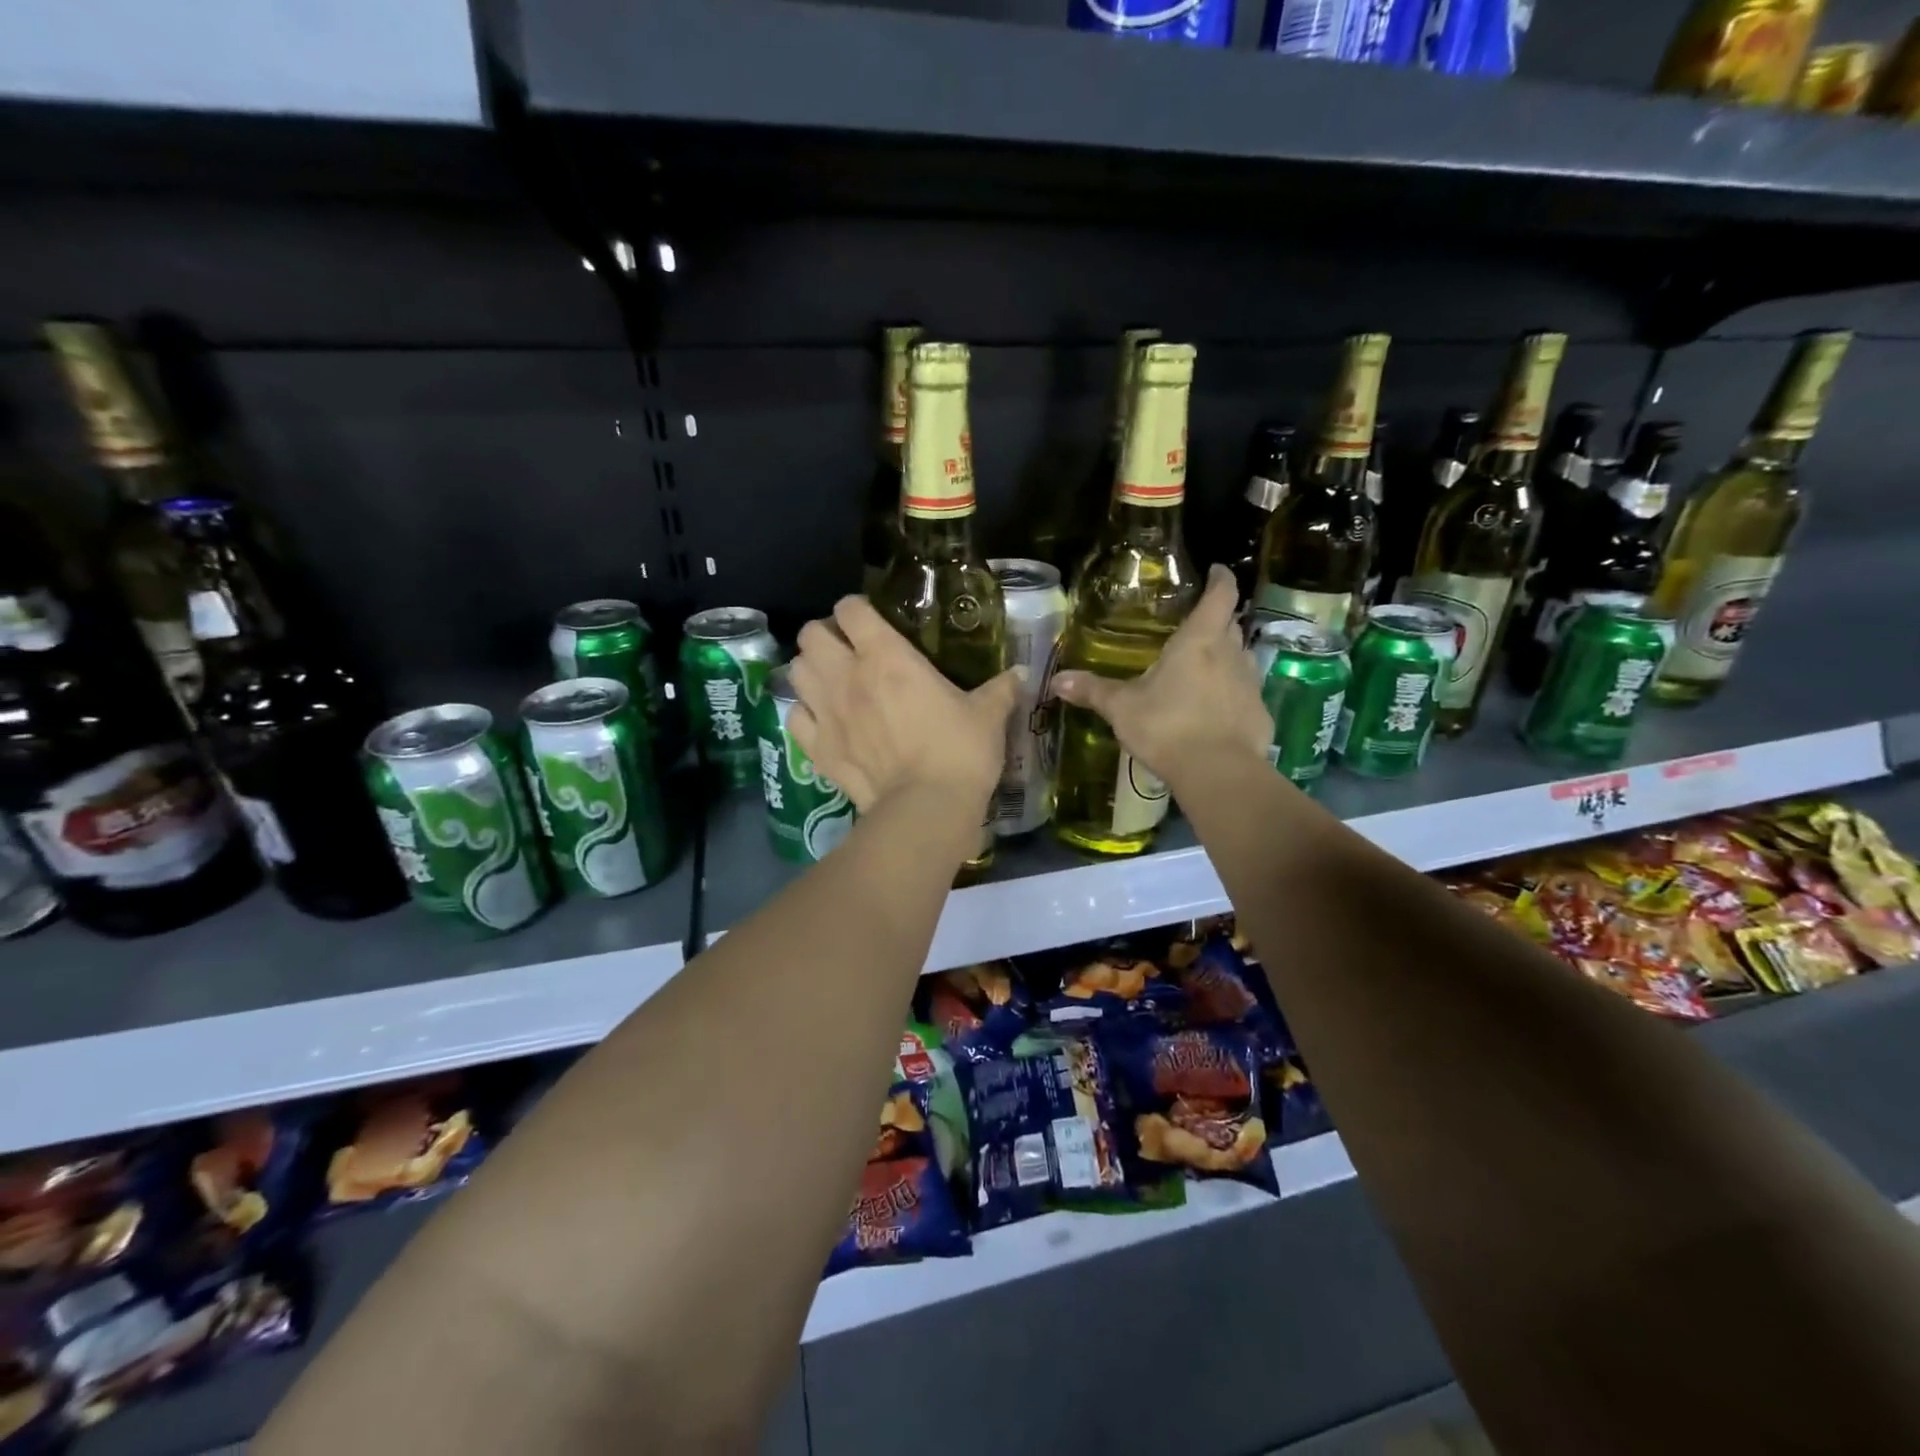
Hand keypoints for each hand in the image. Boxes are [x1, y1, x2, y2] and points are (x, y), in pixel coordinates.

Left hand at [788, 595, 1022, 824]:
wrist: (926, 808)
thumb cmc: (959, 751)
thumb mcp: (988, 715)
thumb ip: (1001, 688)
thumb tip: (1020, 673)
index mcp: (885, 655)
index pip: (850, 608)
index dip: (857, 609)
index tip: (871, 621)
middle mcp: (846, 675)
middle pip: (810, 634)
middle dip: (825, 636)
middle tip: (847, 650)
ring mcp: (825, 712)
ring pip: (795, 671)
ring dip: (811, 670)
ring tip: (832, 682)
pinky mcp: (817, 748)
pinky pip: (794, 717)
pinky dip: (805, 714)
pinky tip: (823, 721)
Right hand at [1048, 565, 1269, 788]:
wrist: (1217, 772)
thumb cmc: (1166, 726)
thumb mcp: (1122, 708)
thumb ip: (1093, 690)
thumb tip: (1056, 680)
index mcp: (1199, 641)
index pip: (1220, 596)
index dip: (1221, 579)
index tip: (1218, 570)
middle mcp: (1231, 655)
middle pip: (1231, 626)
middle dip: (1218, 621)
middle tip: (1197, 627)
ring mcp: (1250, 684)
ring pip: (1241, 659)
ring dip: (1226, 658)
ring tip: (1203, 669)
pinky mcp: (1259, 714)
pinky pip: (1245, 694)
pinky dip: (1231, 695)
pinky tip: (1215, 712)